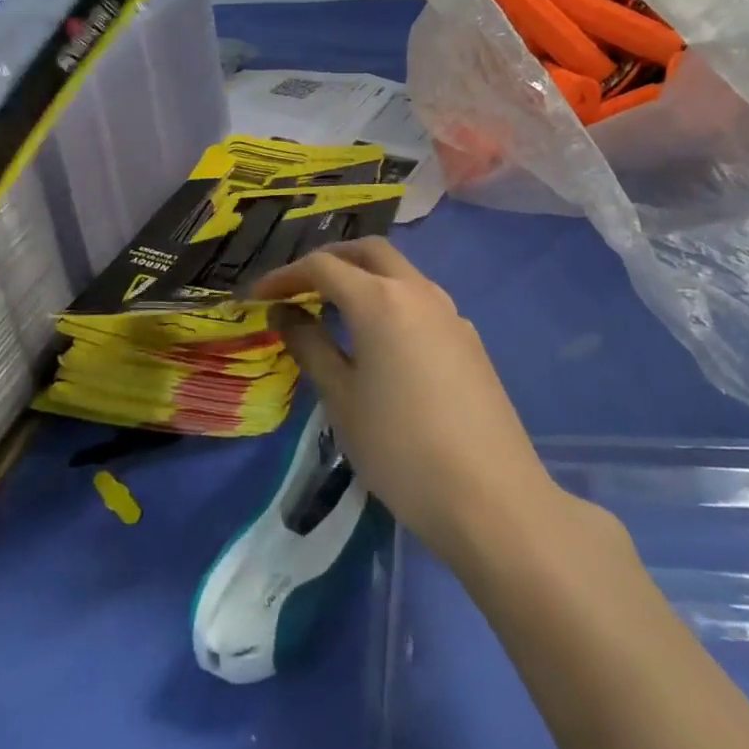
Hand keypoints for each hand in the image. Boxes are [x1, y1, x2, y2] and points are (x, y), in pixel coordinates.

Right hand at [252, 239, 561, 567]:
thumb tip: (284, 312)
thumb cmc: (401, 449)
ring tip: (335, 308)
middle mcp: (418, 291)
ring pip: (400, 272)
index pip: (323, 267)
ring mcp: (450, 312)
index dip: (285, 276)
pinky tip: (382, 340)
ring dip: (364, 276)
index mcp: (380, 299)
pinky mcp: (469, 338)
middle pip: (369, 252)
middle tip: (299, 286)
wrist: (491, 496)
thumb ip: (310, 346)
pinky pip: (421, 300)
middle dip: (330, 259)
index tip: (257, 296)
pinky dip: (391, 301)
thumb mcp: (342, 399)